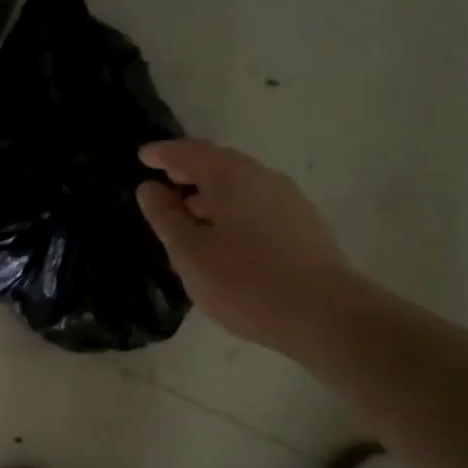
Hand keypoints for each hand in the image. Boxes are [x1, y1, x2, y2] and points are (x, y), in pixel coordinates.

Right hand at [135, 140, 357, 357]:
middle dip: (189, 171)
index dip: (163, 154)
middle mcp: (263, 178)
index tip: (142, 156)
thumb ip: (166, 217)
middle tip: (164, 181)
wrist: (325, 314)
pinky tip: (228, 237)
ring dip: (213, 194)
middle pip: (220, 165)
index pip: (190, 153)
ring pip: (241, 187)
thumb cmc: (245, 281)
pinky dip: (234, 211)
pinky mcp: (305, 226)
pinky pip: (258, 206)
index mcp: (232, 176)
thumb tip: (149, 188)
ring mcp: (290, 201)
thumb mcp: (190, 253)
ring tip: (191, 214)